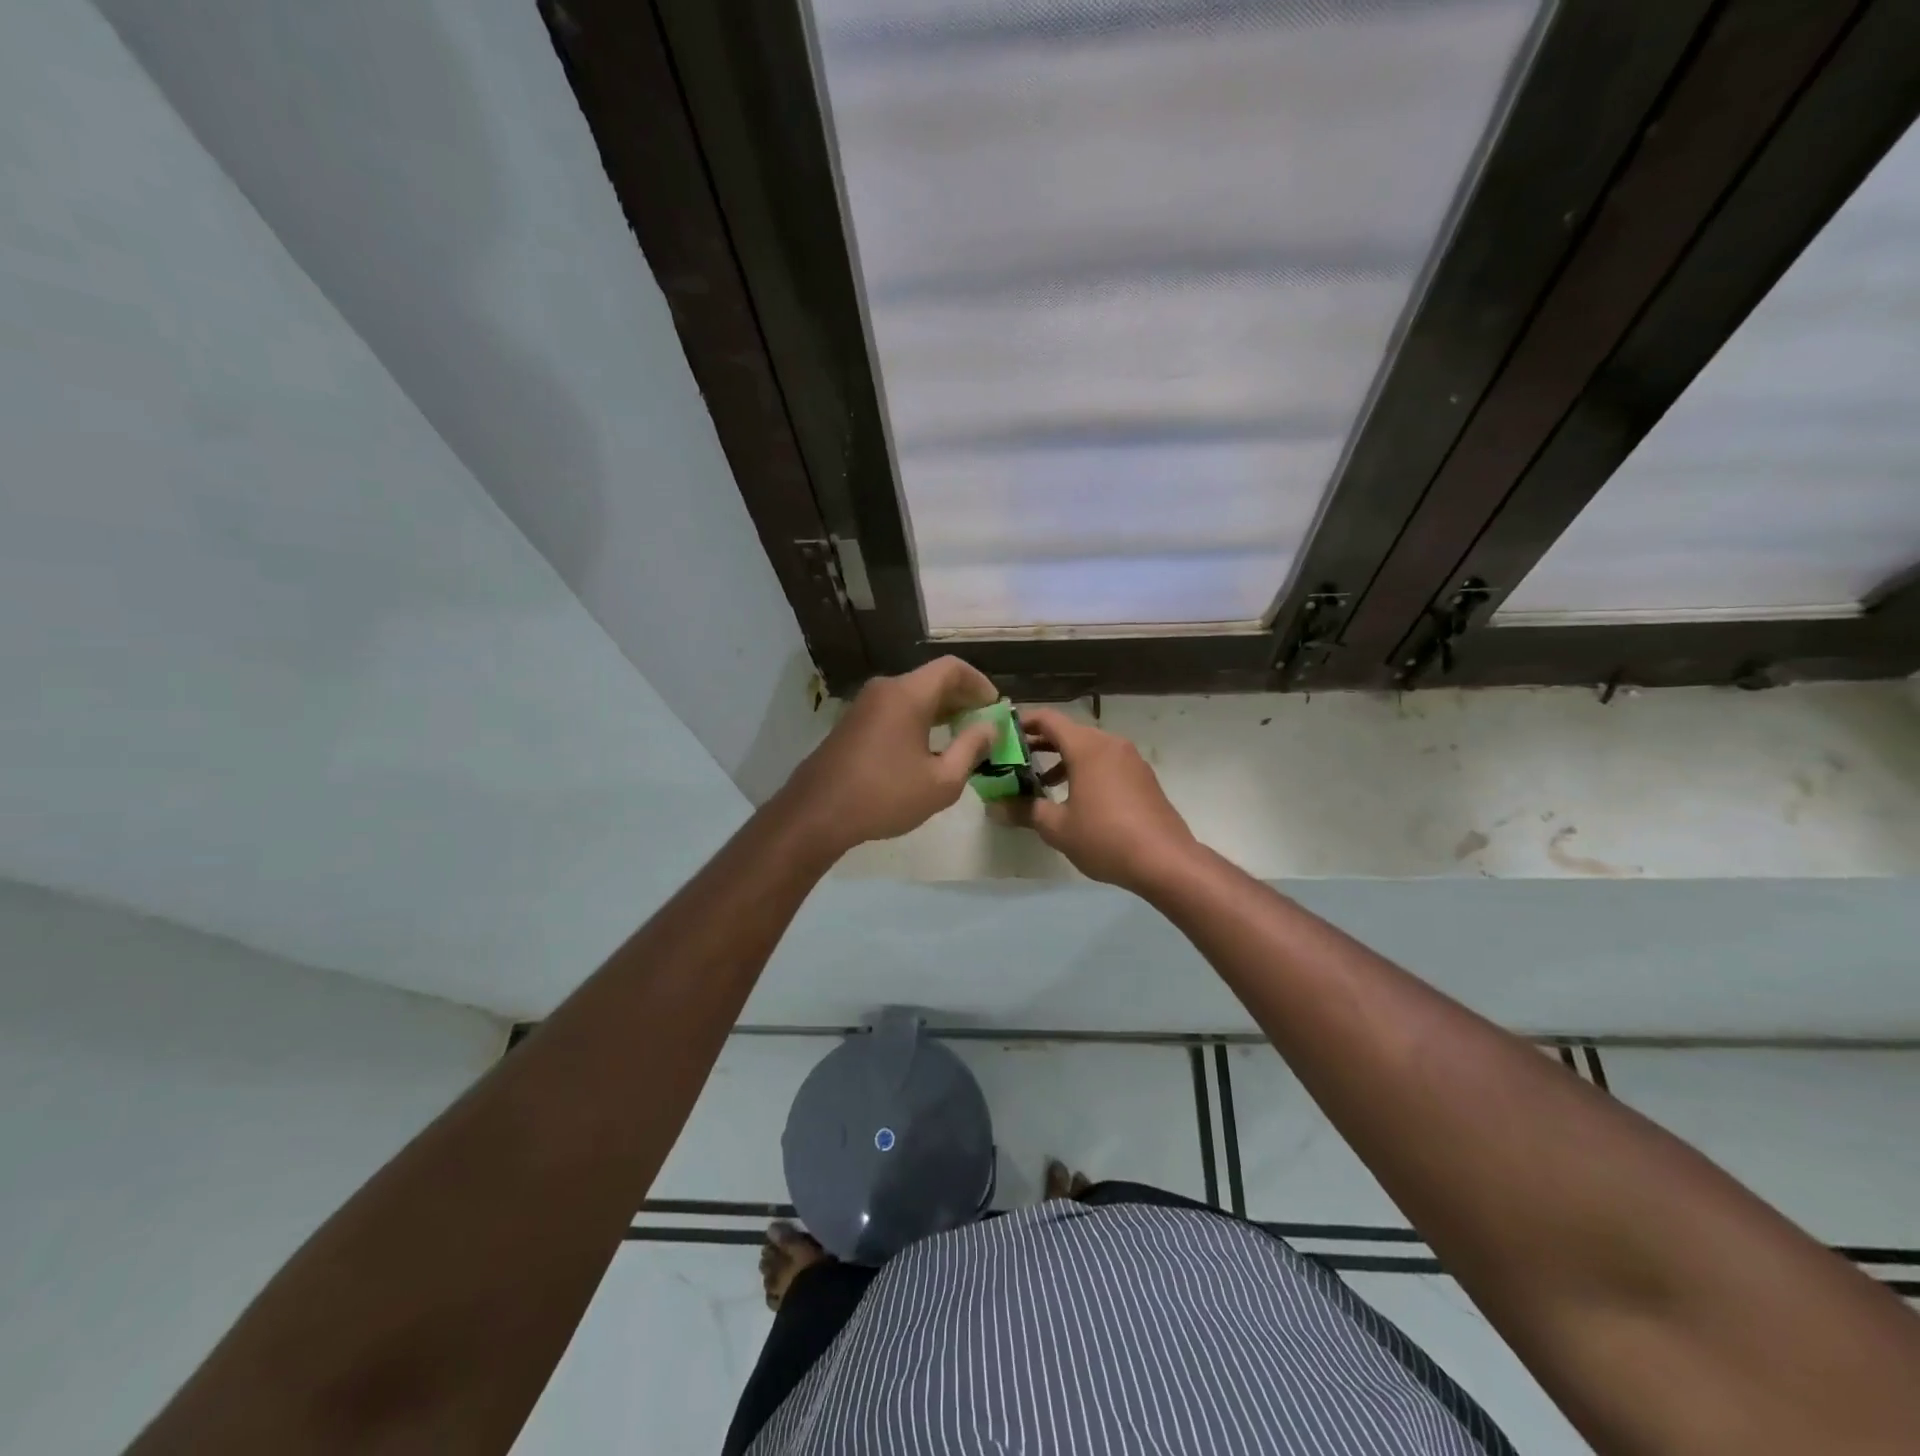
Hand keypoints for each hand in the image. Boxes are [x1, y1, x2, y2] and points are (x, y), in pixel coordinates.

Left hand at [781, 657, 1000, 857]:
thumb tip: (989, 727)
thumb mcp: (941, 781)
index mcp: (908, 694)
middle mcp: (885, 689)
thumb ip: (971, 749)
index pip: (952, 668)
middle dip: (962, 698)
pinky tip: (926, 749)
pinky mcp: (852, 723)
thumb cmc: (884, 796)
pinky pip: (894, 709)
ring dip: (940, 710)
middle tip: (983, 724)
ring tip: (961, 738)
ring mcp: (864, 705)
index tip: (995, 708)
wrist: (816, 814)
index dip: (980, 683)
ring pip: (912, 695)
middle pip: (932, 679)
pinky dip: (918, 719)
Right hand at [1001, 708, 1197, 890]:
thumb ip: (1025, 811)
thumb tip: (994, 807)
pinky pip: (1106, 762)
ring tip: (1042, 784)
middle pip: (1068, 732)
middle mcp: (1110, 744)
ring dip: (1063, 759)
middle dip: (1040, 744)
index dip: (1022, 723)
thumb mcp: (1058, 828)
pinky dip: (1086, 769)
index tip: (1002, 735)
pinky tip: (1076, 798)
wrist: (1166, 861)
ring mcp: (1130, 759)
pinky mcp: (1143, 777)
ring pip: (1089, 748)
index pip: (1048, 720)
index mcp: (1087, 747)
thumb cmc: (1105, 838)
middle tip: (1014, 761)